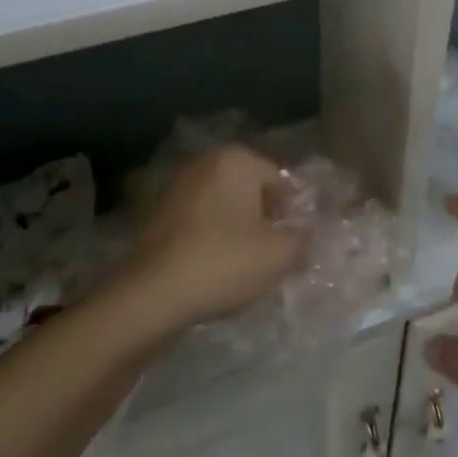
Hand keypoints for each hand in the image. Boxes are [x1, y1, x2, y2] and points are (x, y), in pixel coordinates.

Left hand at [126, 145, 302, 331]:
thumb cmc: (224, 262)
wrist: (151, 296)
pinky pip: (201, 224)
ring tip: (248, 268)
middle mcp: (206, 164)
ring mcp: (179, 189)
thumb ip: (303, 239)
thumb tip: (306, 235)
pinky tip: (219, 271)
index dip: (294, 214)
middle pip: (252, 192)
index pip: (282, 182)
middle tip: (276, 255)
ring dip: (240, 232)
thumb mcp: (280, 254)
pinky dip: (214, 241)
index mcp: (237, 160)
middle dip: (266, 220)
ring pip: (225, 209)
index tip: (297, 245)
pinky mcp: (159, 217)